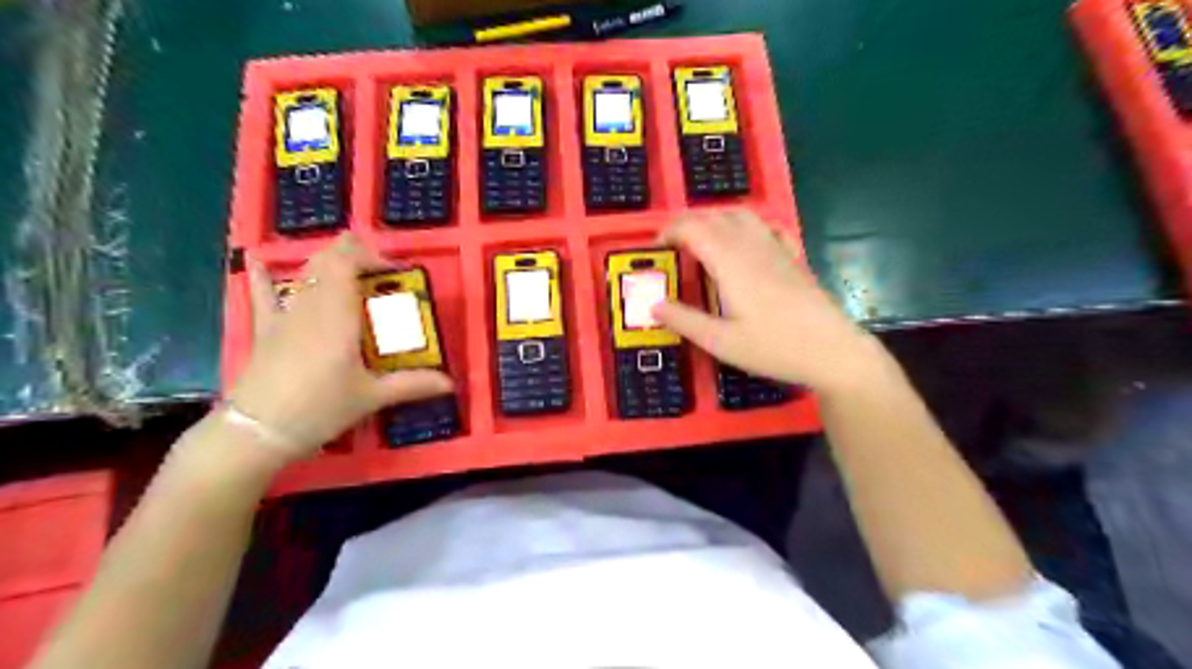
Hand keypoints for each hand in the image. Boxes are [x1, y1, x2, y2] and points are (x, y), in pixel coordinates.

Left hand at [227, 232, 456, 462]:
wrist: (257, 431)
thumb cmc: (320, 409)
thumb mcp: (371, 397)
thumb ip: (412, 385)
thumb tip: (451, 383)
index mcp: (338, 315)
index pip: (348, 263)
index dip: (370, 256)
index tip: (394, 272)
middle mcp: (311, 306)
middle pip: (327, 261)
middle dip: (354, 255)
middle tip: (379, 273)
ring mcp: (285, 316)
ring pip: (304, 274)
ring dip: (327, 264)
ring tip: (349, 271)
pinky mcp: (265, 330)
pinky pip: (262, 295)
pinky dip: (264, 277)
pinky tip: (261, 262)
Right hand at [651, 210, 882, 390]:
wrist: (833, 351)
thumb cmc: (774, 348)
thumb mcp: (721, 342)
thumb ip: (684, 321)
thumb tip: (653, 305)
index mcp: (731, 262)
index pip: (693, 228)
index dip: (670, 231)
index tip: (656, 249)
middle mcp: (752, 245)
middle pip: (714, 216)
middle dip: (687, 223)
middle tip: (671, 247)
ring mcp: (776, 248)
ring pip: (741, 215)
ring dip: (714, 220)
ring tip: (701, 241)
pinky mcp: (793, 257)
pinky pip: (766, 226)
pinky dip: (746, 225)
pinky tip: (744, 242)